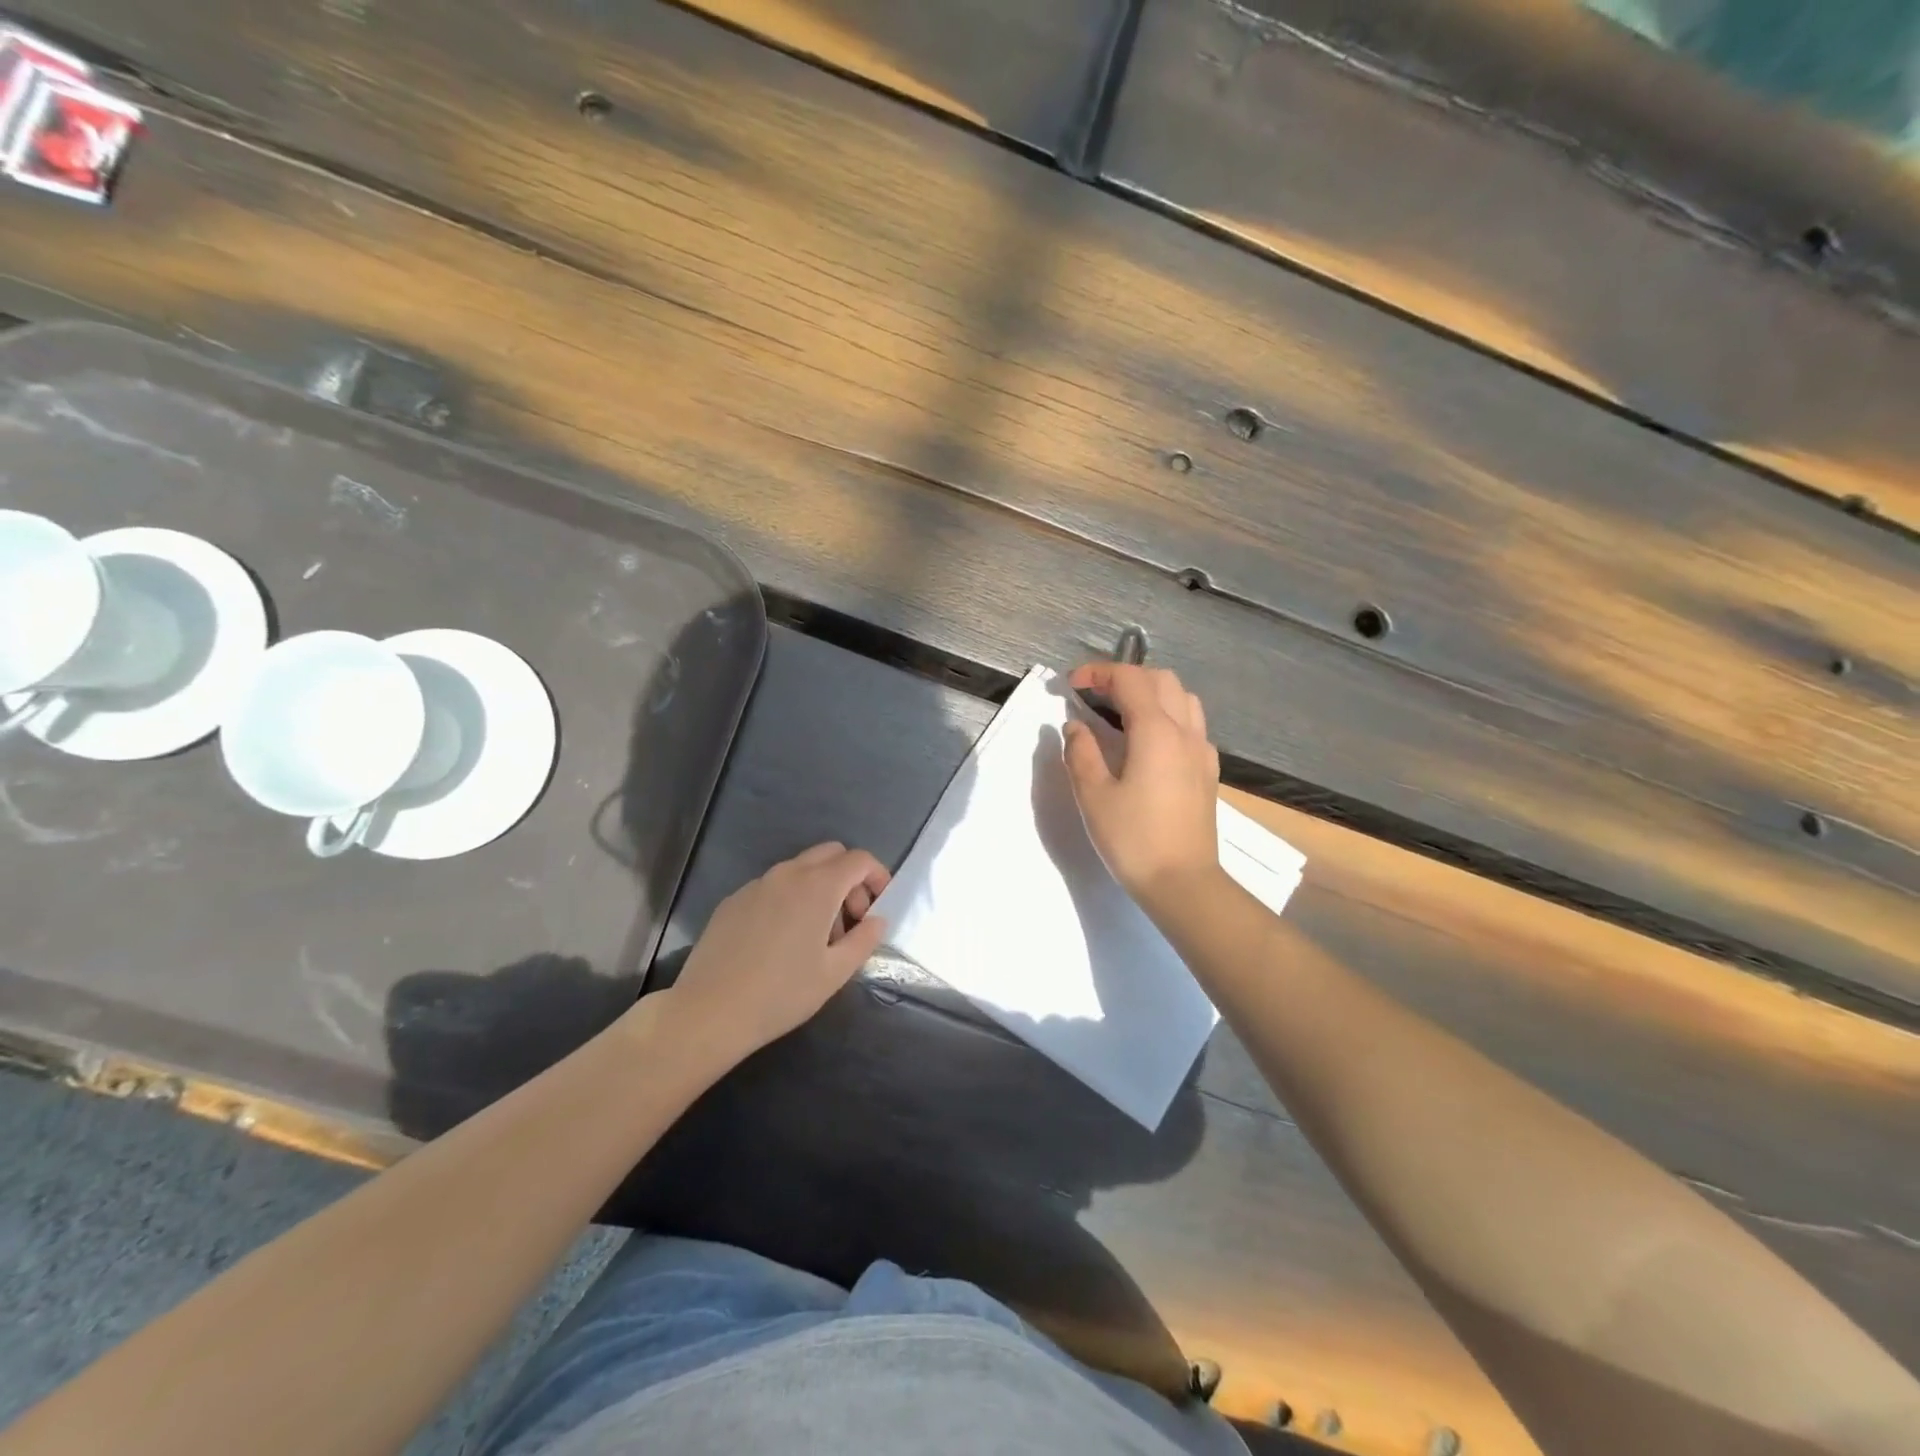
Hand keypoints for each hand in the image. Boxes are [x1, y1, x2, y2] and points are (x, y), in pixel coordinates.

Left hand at [662, 842, 890, 1069]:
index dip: (877, 876)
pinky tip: (780, 941)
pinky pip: (773, 887)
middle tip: (850, 919)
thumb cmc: (781, 994)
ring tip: (816, 936)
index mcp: (817, 886)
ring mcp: (756, 885)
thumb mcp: (835, 973)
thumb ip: (864, 940)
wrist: (709, 1012)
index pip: (859, 859)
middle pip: (830, 854)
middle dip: (850, 878)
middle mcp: (787, 874)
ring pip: (800, 869)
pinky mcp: (733, 900)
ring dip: (820, 889)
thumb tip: (877, 920)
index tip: (878, 908)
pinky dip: (790, 899)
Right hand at [1063, 663, 1220, 918]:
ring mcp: (1202, 751)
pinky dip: (1167, 716)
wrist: (1183, 883)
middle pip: (1161, 679)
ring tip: (1121, 713)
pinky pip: (1191, 725)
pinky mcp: (1208, 771)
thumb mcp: (1093, 795)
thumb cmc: (1133, 839)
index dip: (1098, 673)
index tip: (1070, 685)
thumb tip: (1076, 726)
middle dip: (1125, 677)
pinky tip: (1147, 743)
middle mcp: (1185, 731)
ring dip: (1151, 693)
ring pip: (1183, 699)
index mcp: (1156, 731)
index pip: (1129, 679)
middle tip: (1094, 695)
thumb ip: (1081, 752)